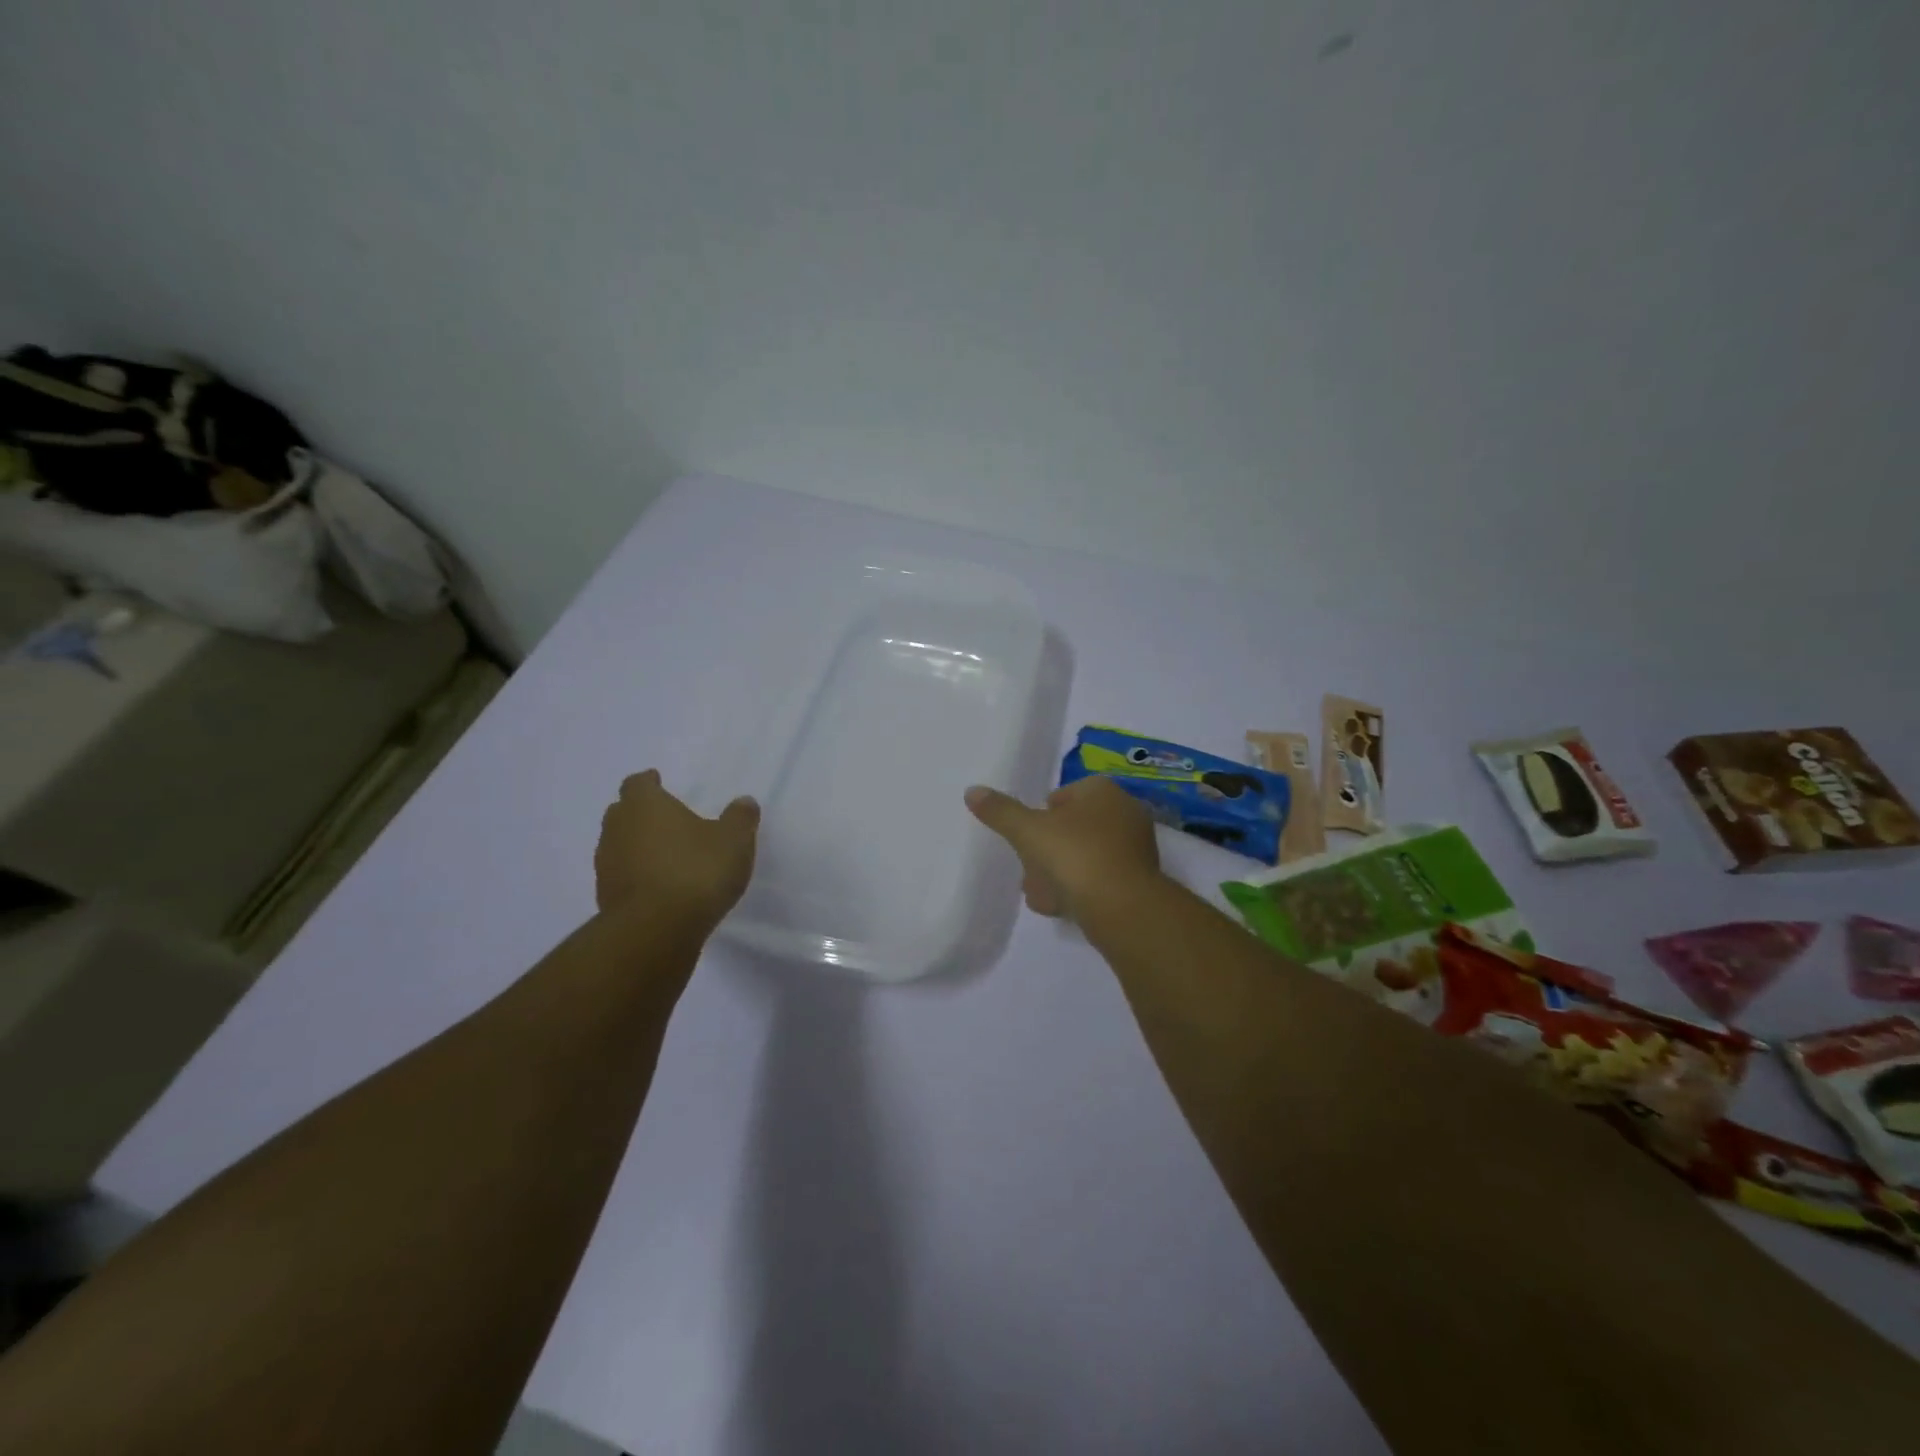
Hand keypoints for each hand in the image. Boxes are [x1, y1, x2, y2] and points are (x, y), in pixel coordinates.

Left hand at [596, 770, 759, 924]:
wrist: (655, 930)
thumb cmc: (696, 871)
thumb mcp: (734, 840)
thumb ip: (739, 818)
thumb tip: (744, 802)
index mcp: (645, 805)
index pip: (638, 783)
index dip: (649, 782)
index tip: (658, 781)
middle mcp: (618, 829)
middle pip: (622, 812)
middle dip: (640, 813)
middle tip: (665, 819)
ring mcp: (606, 866)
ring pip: (618, 845)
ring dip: (637, 847)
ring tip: (664, 855)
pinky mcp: (606, 899)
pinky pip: (622, 877)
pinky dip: (636, 876)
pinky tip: (659, 887)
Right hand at [964, 776, 1161, 921]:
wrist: (1123, 908)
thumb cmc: (1075, 856)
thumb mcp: (1028, 831)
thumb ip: (1000, 811)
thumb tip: (972, 791)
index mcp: (1102, 790)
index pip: (1062, 795)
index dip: (1039, 816)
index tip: (1025, 837)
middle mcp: (1124, 812)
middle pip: (1072, 828)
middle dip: (1046, 849)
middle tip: (1028, 869)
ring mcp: (1135, 848)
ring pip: (1084, 856)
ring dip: (1058, 873)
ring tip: (1038, 893)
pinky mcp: (1138, 881)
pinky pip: (1099, 879)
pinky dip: (1078, 890)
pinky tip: (1058, 907)